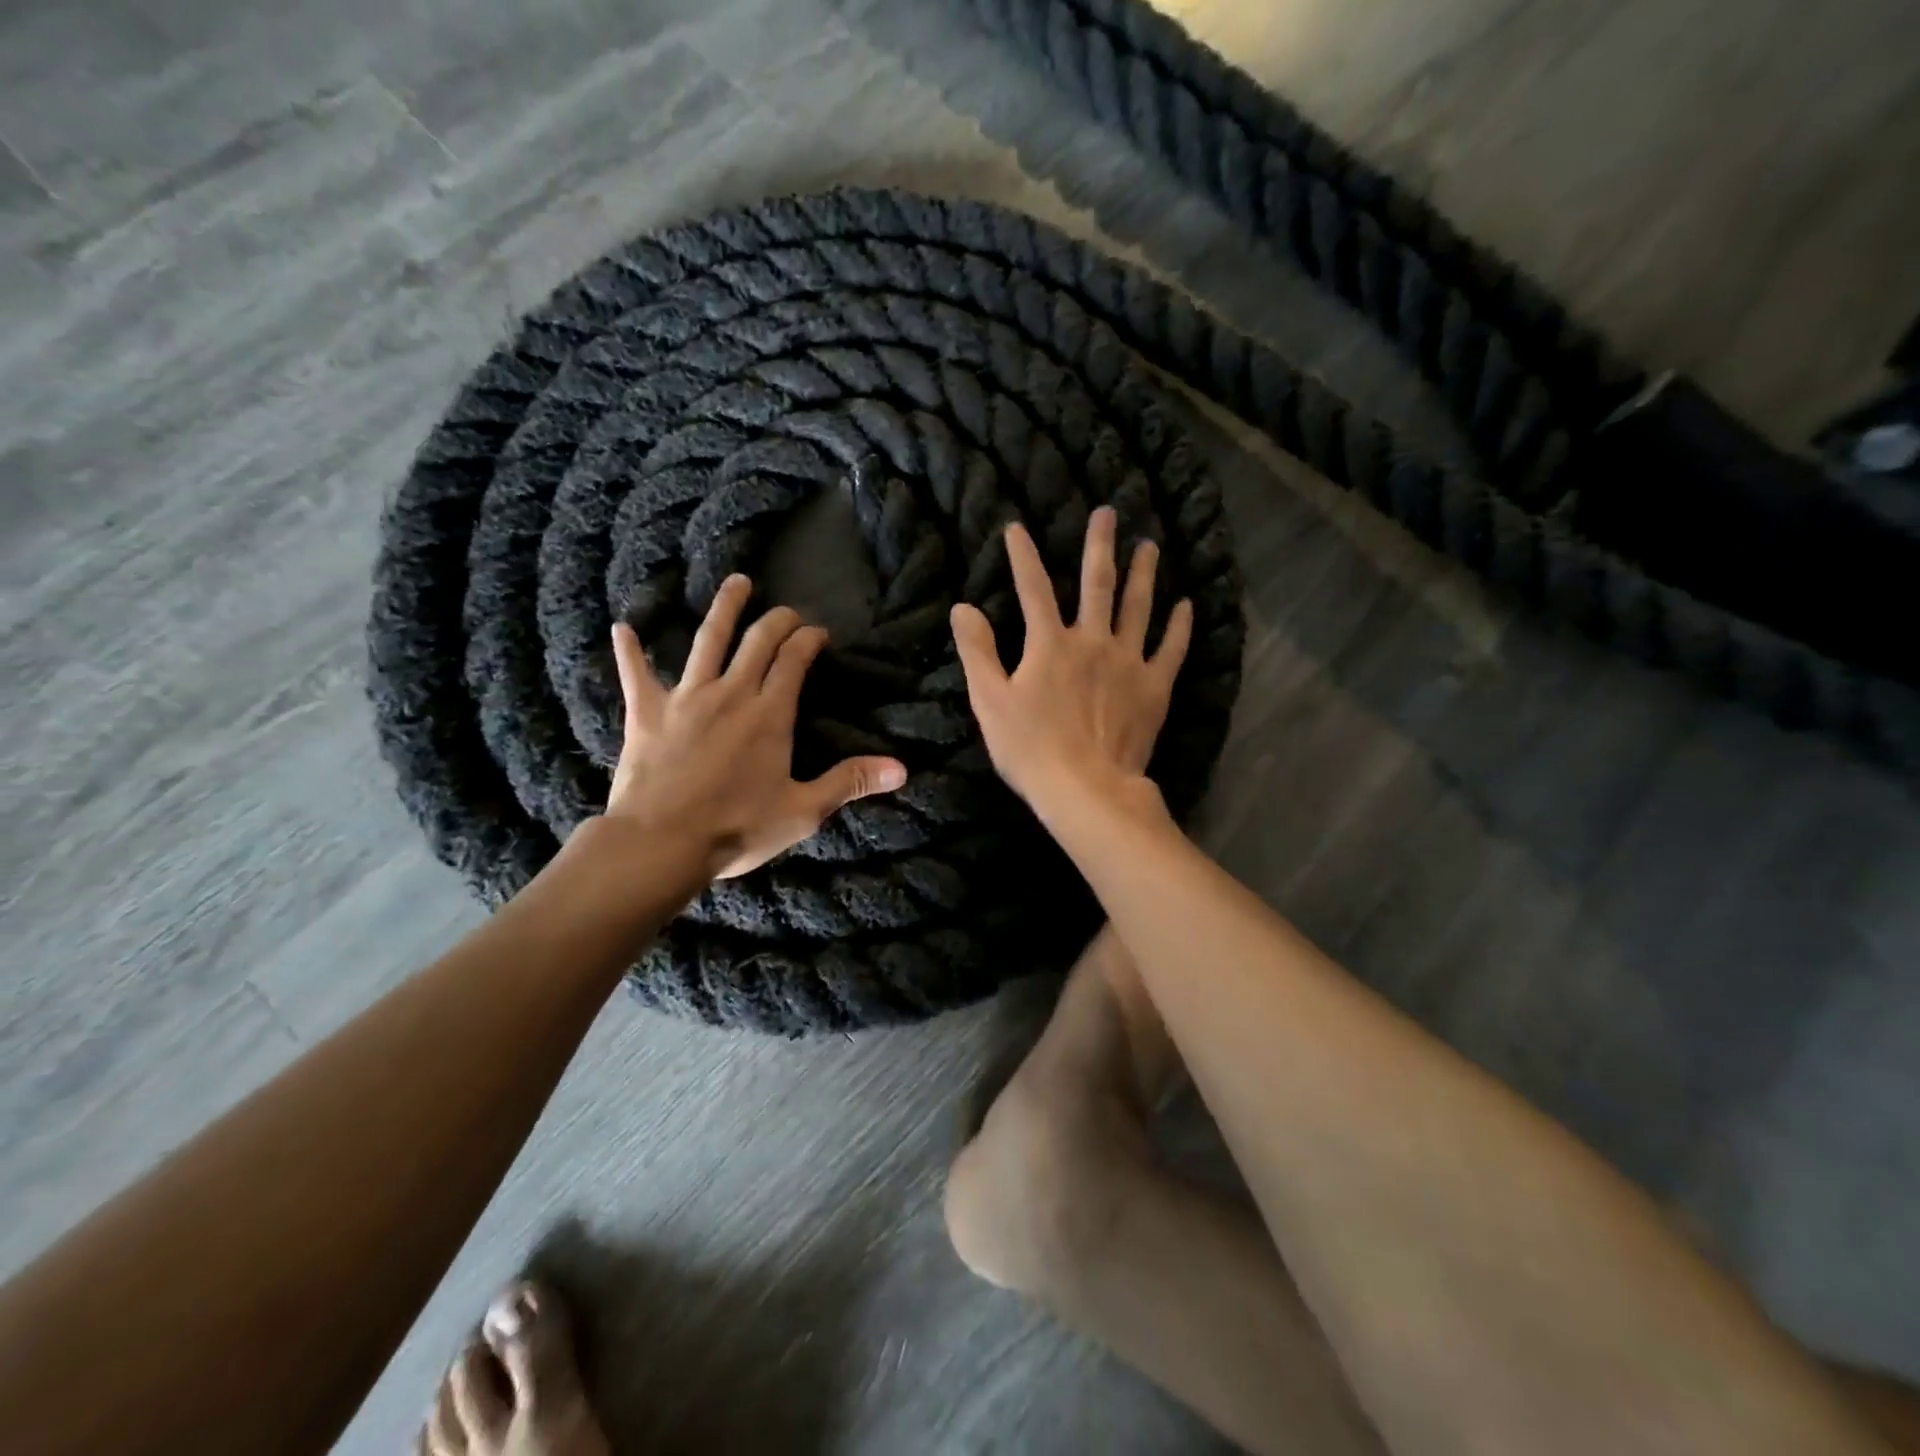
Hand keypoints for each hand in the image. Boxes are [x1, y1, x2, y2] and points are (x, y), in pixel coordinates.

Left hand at [606, 575, 907, 879]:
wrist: (661, 843)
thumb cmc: (737, 828)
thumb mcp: (803, 811)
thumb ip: (850, 782)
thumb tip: (901, 768)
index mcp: (770, 713)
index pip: (794, 659)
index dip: (809, 639)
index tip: (819, 633)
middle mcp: (731, 692)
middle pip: (758, 640)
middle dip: (778, 619)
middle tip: (788, 611)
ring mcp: (686, 697)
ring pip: (708, 639)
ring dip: (725, 608)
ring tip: (737, 582)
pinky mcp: (647, 711)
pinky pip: (636, 672)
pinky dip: (630, 650)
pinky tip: (622, 627)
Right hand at [950, 506, 1191, 818]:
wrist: (1085, 788)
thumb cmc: (1030, 748)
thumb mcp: (990, 700)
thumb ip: (977, 652)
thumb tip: (962, 607)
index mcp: (1050, 644)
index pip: (1032, 588)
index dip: (1022, 556)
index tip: (1017, 526)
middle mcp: (1092, 641)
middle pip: (1097, 584)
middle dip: (1099, 545)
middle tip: (1109, 512)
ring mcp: (1128, 662)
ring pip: (1138, 607)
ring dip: (1144, 574)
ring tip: (1150, 545)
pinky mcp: (1154, 688)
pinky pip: (1170, 650)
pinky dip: (1179, 627)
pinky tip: (1186, 604)